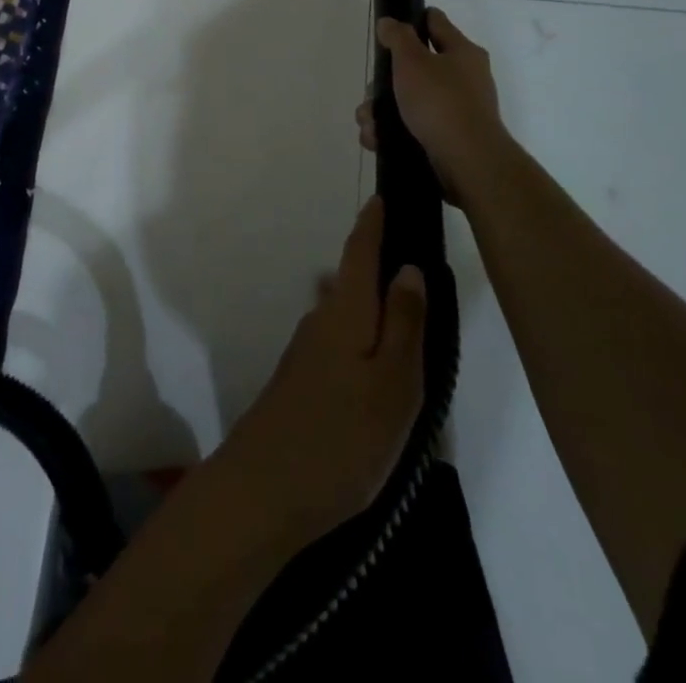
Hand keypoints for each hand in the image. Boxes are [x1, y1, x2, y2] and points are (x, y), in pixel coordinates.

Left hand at [216, 197, 425, 538]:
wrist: (264, 492)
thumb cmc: (342, 437)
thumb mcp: (393, 384)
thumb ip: (404, 324)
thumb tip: (409, 267)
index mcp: (346, 311)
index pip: (361, 249)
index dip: (374, 221)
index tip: (386, 193)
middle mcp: (322, 319)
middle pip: (354, 280)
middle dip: (381, 265)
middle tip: (421, 264)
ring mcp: (307, 351)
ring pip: (349, 315)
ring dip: (375, 308)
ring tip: (414, 322)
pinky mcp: (301, 381)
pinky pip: (341, 344)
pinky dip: (364, 340)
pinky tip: (382, 370)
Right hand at [357, 8, 511, 199]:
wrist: (467, 162)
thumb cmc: (440, 102)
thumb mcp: (413, 61)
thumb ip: (398, 37)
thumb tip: (389, 22)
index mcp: (462, 52)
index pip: (434, 22)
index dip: (411, 20)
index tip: (387, 30)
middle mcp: (463, 78)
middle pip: (414, 67)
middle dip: (385, 81)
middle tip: (373, 91)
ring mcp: (455, 110)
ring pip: (408, 101)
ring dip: (381, 111)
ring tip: (369, 124)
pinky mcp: (446, 138)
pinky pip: (411, 127)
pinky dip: (391, 133)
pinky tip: (376, 140)